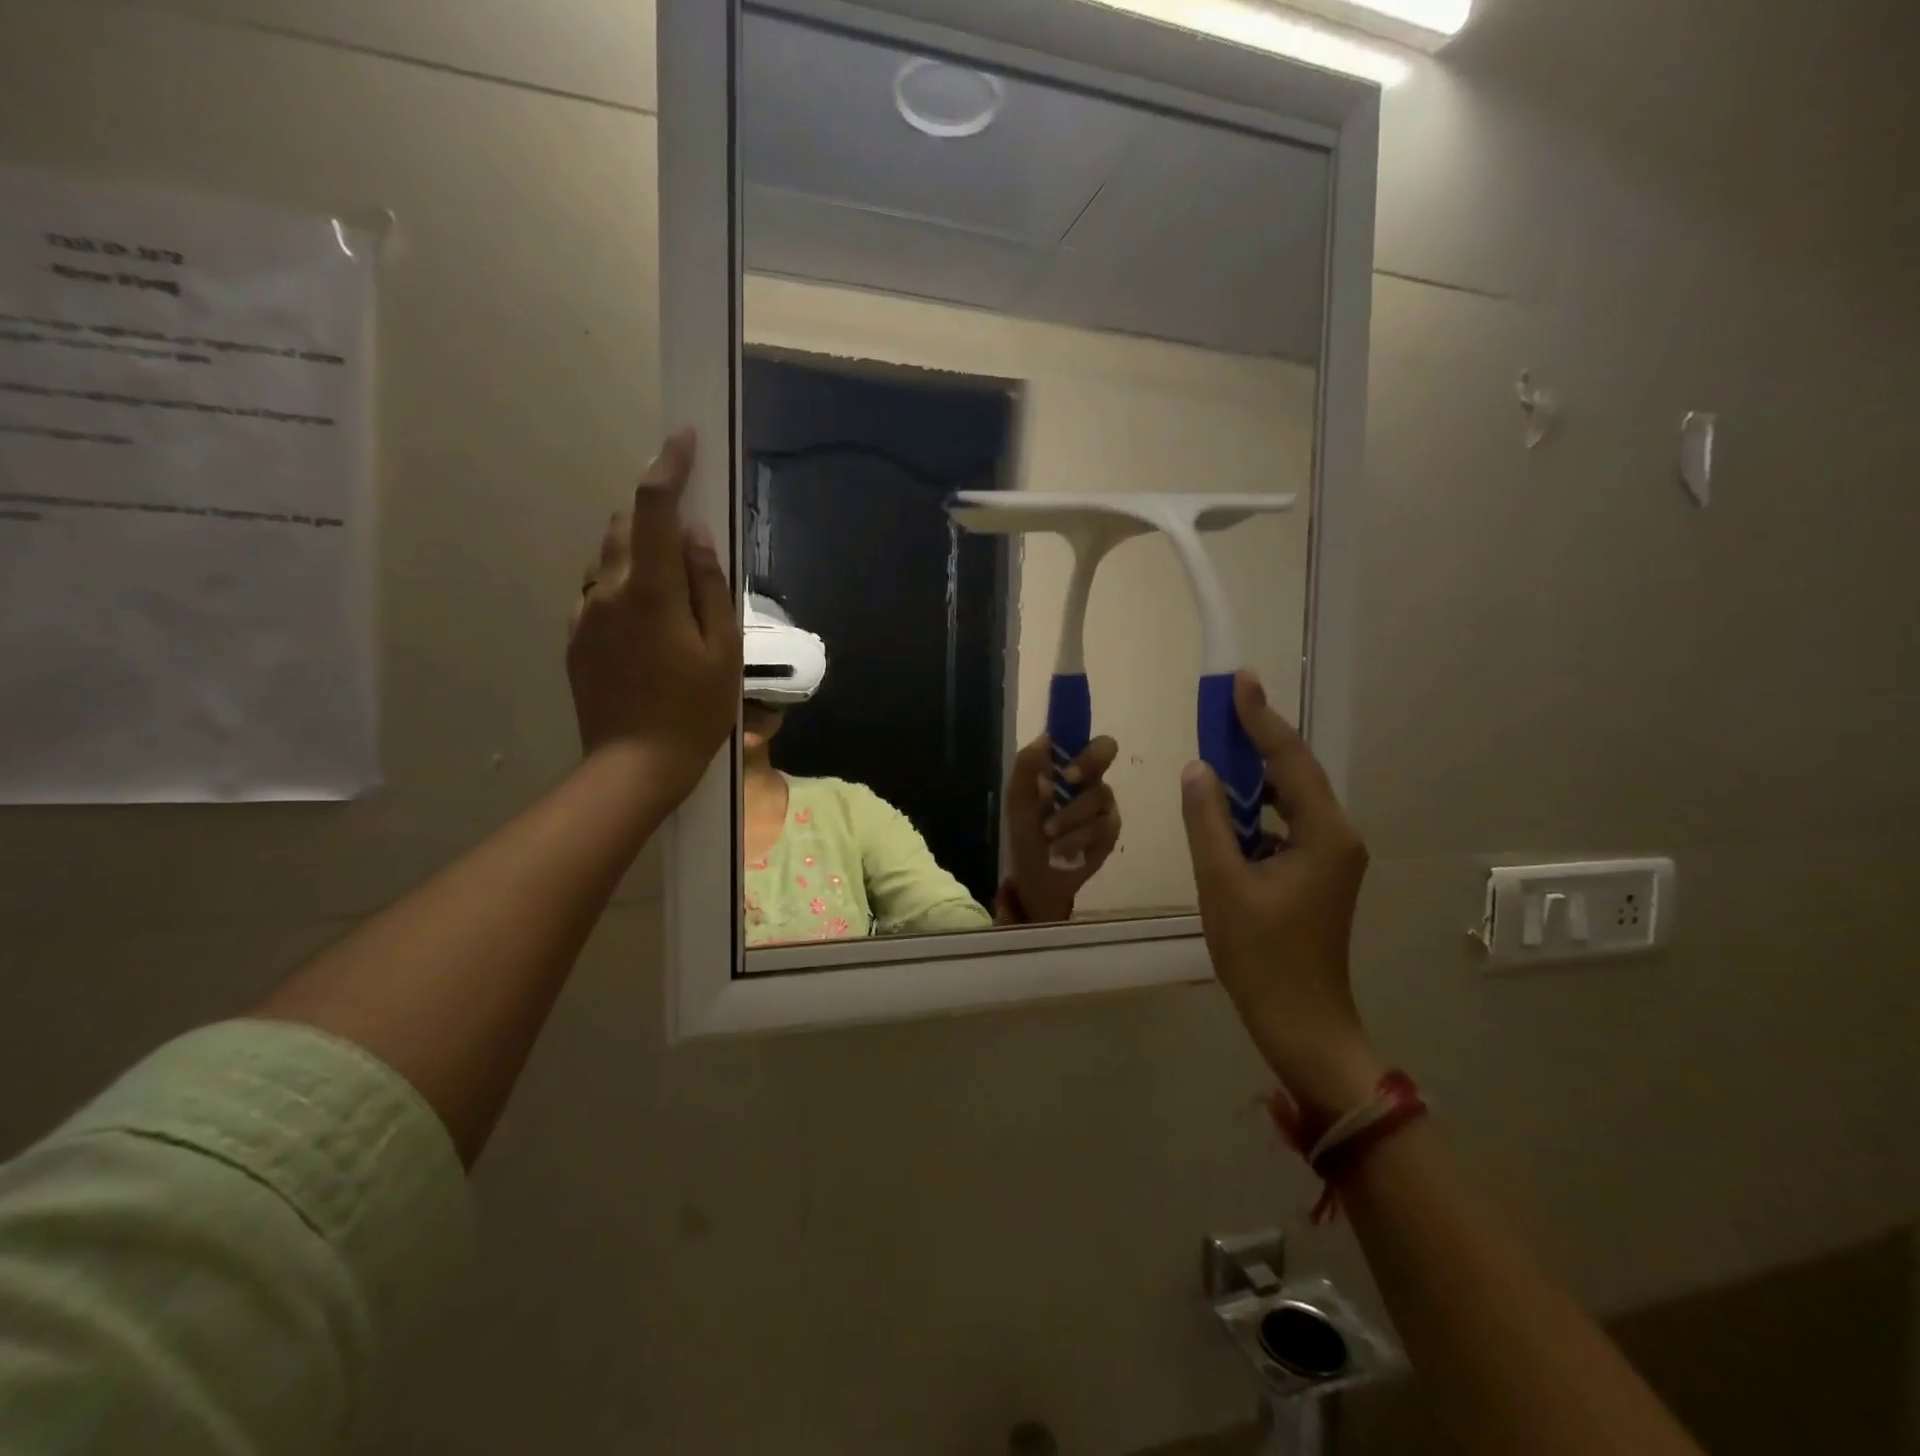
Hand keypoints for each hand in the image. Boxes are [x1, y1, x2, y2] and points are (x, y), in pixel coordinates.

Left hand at [567, 428, 739, 807]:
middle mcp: (608, 590)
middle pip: (624, 526)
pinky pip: (598, 593)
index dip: (670, 466)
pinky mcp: (575, 638)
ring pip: (608, 558)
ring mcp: (585, 614)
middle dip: (654, 514)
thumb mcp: (722, 650)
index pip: (655, 507)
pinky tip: (646, 625)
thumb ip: (709, 586)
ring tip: (671, 589)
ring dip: (638, 552)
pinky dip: (623, 587)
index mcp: (651, 590)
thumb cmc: (694, 711)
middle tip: (689, 537)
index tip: (684, 439)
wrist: (633, 766)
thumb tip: (697, 535)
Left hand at [1003, 735, 1121, 922]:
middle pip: (1106, 751)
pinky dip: (1075, 840)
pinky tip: (1060, 851)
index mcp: (1068, 767)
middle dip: (1086, 763)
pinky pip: (1101, 827)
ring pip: (1098, 796)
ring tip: (1047, 834)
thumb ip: (1027, 766)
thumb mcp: (1018, 799)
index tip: (1064, 758)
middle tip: (1066, 780)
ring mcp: (1104, 806)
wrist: (1034, 875)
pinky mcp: (1110, 833)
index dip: (1080, 737)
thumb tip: (1045, 737)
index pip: (1082, 736)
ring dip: (1069, 816)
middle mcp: (1091, 779)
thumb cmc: (1026, 831)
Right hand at [1180, 672, 1381, 1121]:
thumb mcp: (1222, 883)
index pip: (1290, 760)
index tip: (1239, 680)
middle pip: (1296, 773)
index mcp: (1324, 834)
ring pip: (1290, 799)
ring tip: (1221, 745)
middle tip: (1225, 703)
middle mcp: (1337, 837)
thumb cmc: (1261, 956)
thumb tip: (1197, 769)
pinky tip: (1228, 805)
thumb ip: (1207, 820)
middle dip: (1259, 738)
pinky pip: (1285, 825)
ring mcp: (1330, 857)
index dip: (1261, 718)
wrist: (1301, 1023)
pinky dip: (1256, 809)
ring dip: (1256, 774)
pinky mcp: (1317, 875)